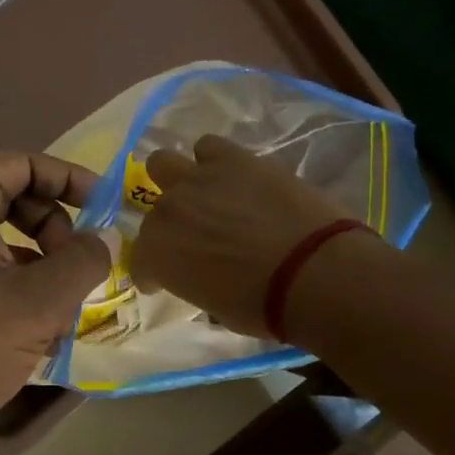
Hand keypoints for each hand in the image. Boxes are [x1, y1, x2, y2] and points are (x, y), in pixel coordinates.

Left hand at [0, 152, 113, 454]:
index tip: (105, 206)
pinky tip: (35, 325)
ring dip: (37, 259)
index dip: (68, 178)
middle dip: (53, 225)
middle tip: (78, 265)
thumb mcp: (40, 302)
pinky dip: (11, 280)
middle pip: (8, 196)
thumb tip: (108, 237)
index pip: (20, 164)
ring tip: (62, 305)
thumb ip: (84, 260)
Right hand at [130, 134, 346, 334]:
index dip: (153, 272)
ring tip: (205, 196)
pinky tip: (232, 177)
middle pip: (154, 211)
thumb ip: (195, 280)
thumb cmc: (263, 306)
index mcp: (157, 252)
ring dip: (179, 181)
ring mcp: (198, 180)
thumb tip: (202, 274)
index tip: (164, 281)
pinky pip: (209, 147)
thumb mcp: (216, 308)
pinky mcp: (234, 159)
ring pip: (164, 163)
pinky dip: (214, 161)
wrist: (314, 273)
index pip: (141, 260)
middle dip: (169, 225)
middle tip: (193, 237)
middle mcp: (168, 211)